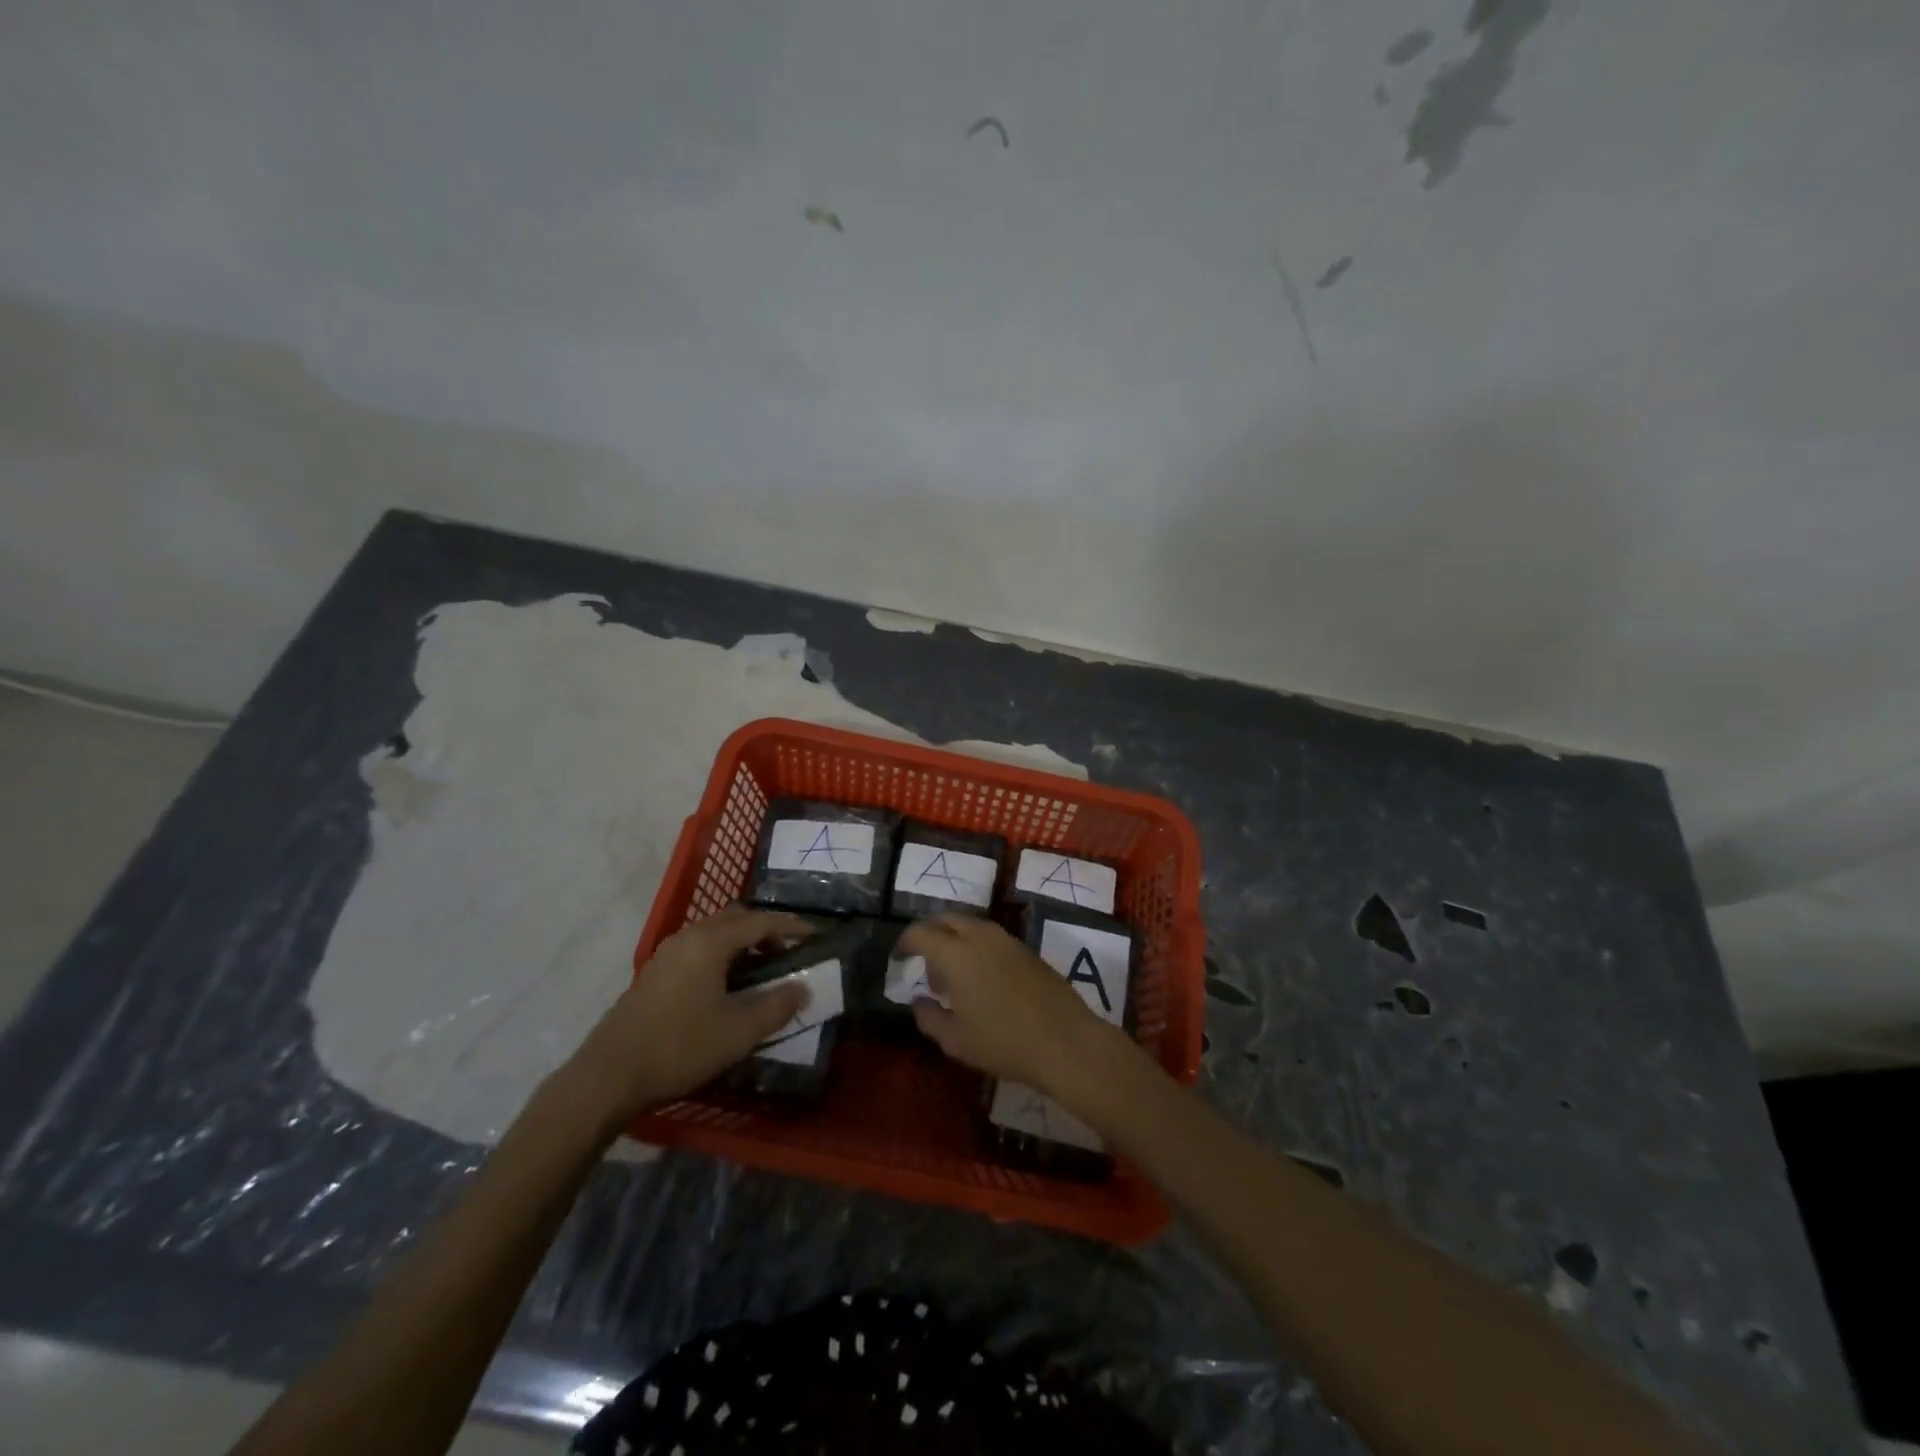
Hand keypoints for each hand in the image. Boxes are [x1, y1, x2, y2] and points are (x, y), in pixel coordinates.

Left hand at [562, 905, 815, 1126]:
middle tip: (789, 951)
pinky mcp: (654, 975)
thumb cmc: (680, 1046)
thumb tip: (803, 988)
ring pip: (714, 934)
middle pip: (735, 919)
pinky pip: (699, 950)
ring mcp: (667, 955)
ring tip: (763, 971)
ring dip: (742, 944)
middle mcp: (688, 937)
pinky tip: (728, 987)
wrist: (608, 1076)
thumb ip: (777, 1005)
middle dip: (766, 929)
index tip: (816, 934)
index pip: (760, 921)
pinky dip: (722, 956)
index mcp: (710, 941)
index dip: (792, 926)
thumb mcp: (739, 1030)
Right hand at [898, 913, 1121, 1097]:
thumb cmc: (1002, 1042)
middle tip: (924, 963)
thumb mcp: (955, 1040)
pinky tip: (980, 978)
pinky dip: (975, 945)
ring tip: (952, 975)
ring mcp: (1006, 938)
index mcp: (955, 952)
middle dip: (929, 934)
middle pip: (946, 919)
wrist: (1064, 1040)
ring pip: (970, 924)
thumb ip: (928, 1017)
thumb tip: (918, 1001)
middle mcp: (979, 935)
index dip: (904, 943)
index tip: (898, 958)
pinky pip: (990, 936)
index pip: (920, 933)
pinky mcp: (1025, 948)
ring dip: (954, 939)